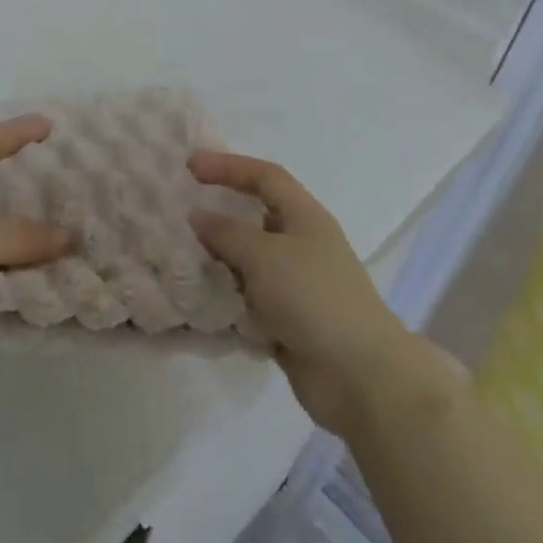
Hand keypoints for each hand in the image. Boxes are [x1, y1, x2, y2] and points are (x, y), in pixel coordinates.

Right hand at [189, 151, 459, 437]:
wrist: (360, 376)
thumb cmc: (313, 298)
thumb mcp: (264, 255)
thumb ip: (227, 232)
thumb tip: (198, 216)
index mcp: (304, 216)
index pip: (264, 176)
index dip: (228, 165)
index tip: (190, 166)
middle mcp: (302, 243)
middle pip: (256, 216)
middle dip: (221, 212)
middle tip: (182, 211)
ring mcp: (297, 284)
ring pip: (250, 260)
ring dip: (220, 258)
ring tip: (182, 256)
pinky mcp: (290, 320)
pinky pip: (251, 297)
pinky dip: (228, 296)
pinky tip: (201, 299)